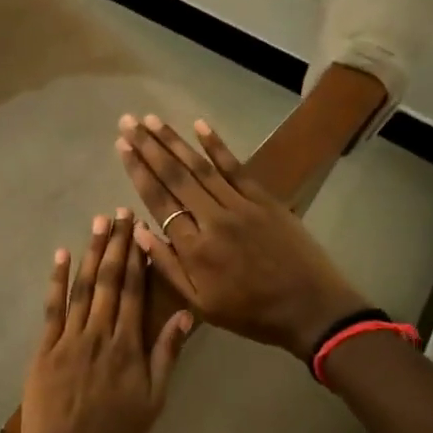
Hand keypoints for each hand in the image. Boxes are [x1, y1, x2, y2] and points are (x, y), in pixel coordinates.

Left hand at [20, 212, 192, 432]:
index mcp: (128, 345)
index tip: (139, 228)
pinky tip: (60, 255)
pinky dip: (56, 280)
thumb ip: (167, 354)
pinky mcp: (45, 349)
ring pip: (82, 288)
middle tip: (118, 212)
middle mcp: (100, 333)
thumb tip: (184, 314)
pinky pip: (52, 308)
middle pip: (108, 281)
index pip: (133, 291)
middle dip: (114, 244)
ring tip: (97, 223)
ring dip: (90, 253)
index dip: (136, 257)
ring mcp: (69, 339)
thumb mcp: (155, 400)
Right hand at [117, 115, 366, 359]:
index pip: (158, 201)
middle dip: (148, 147)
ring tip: (152, 120)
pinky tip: (199, 125)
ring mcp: (240, 206)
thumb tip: (138, 231)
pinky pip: (235, 167)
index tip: (122, 147)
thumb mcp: (201, 304)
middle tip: (128, 122)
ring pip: (200, 167)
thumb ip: (168, 267)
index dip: (138, 172)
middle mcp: (213, 219)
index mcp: (194, 249)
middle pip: (175, 176)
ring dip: (174, 141)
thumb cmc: (251, 313)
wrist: (310, 309)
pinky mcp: (264, 200)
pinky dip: (216, 145)